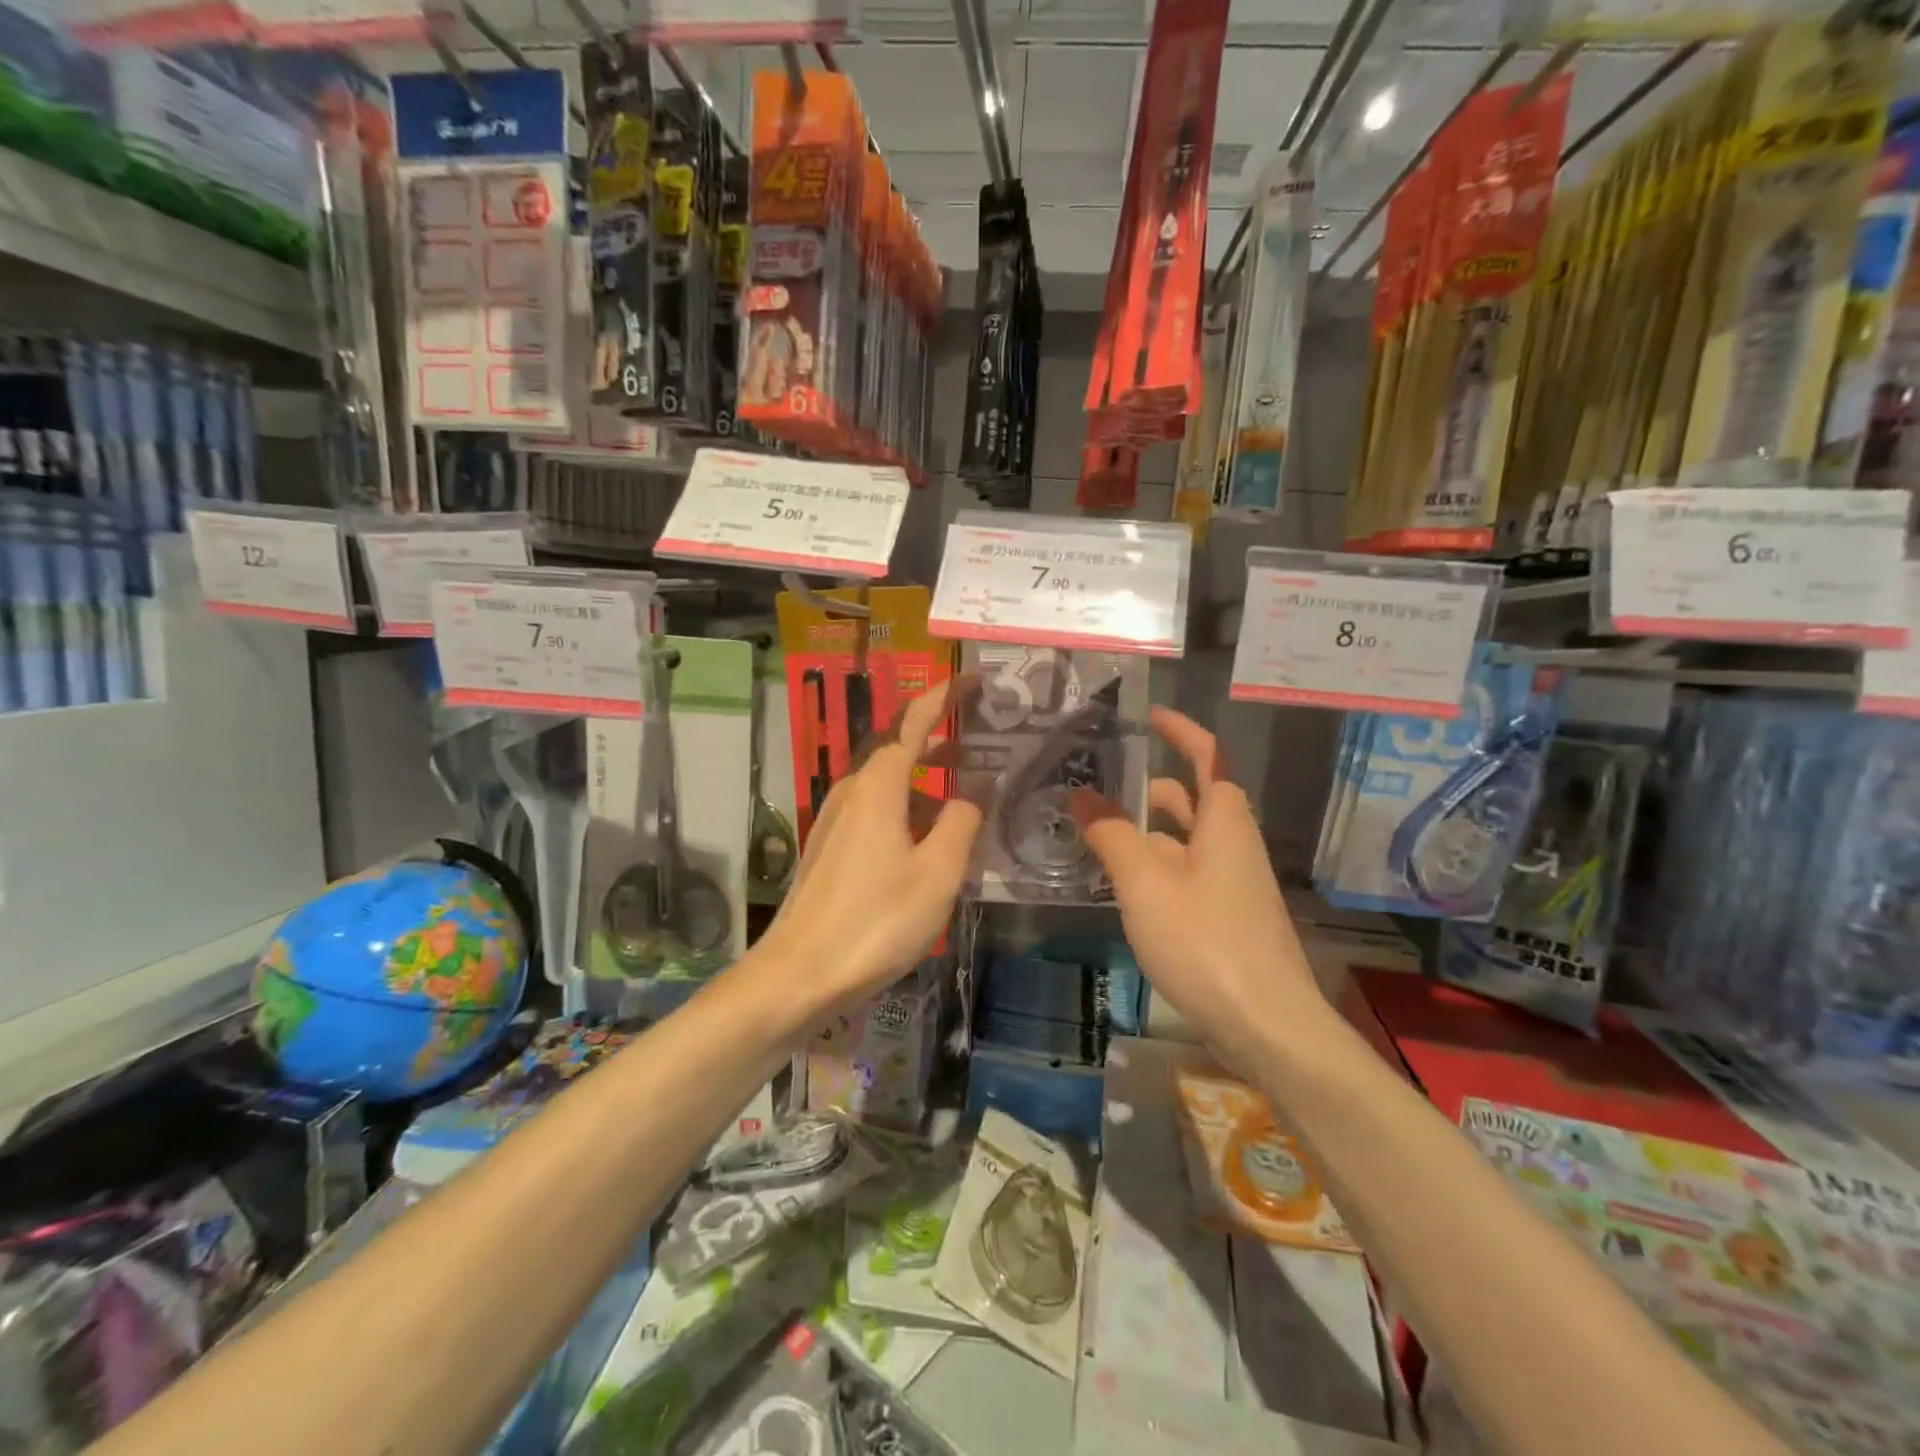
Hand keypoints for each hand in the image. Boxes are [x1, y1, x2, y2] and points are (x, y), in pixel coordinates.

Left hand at [758, 680, 981, 1018]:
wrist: (799, 974)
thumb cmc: (877, 920)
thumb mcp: (937, 872)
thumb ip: (961, 823)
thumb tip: (972, 792)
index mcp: (878, 786)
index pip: (913, 722)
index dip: (942, 697)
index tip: (970, 679)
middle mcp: (852, 792)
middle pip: (897, 749)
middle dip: (936, 738)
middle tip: (976, 735)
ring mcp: (834, 820)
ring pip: (886, 784)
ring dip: (924, 779)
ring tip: (962, 792)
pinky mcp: (829, 849)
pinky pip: (874, 811)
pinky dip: (906, 808)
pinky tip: (926, 839)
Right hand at [1073, 708, 1323, 1069]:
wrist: (1267, 1026)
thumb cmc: (1206, 941)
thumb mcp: (1145, 883)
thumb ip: (1111, 834)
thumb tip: (1082, 795)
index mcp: (1224, 822)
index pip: (1207, 756)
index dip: (1180, 731)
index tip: (1148, 715)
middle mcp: (1232, 844)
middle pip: (1191, 799)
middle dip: (1149, 786)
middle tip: (1098, 783)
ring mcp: (1232, 884)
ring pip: (1184, 840)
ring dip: (1145, 831)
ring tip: (1095, 834)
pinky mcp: (1226, 917)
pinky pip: (1185, 873)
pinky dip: (1153, 866)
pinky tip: (1121, 885)